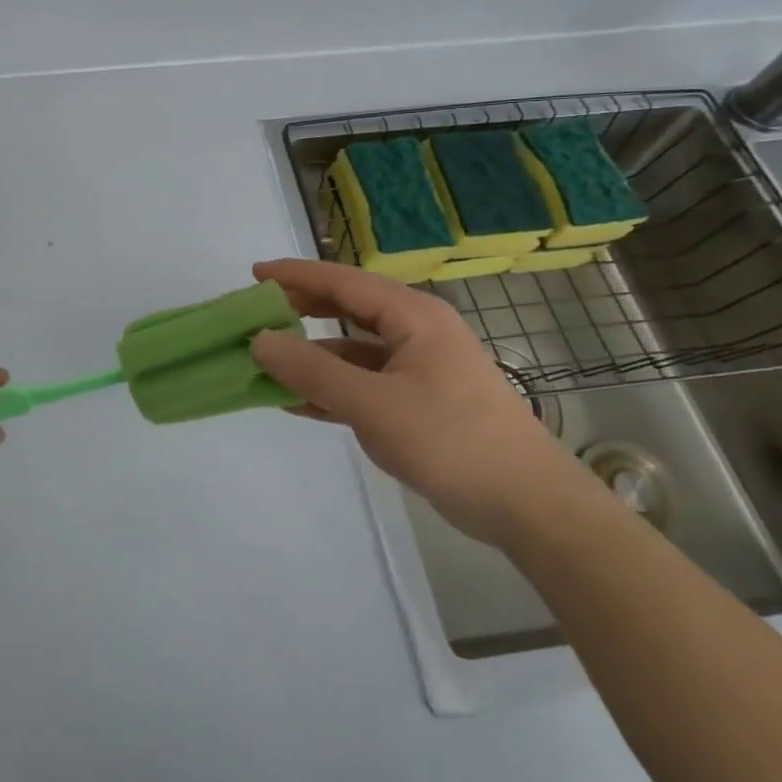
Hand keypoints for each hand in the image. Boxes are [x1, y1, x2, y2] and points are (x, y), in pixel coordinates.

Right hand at [249, 258, 593, 545]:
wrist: (529, 507)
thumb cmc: (451, 441)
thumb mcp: (373, 405)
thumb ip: (312, 371)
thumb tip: (259, 340)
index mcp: (413, 316)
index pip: (343, 281)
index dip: (296, 275)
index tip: (253, 274)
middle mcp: (416, 332)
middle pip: (348, 309)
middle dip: (302, 310)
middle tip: (258, 314)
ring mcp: (420, 368)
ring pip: (354, 350)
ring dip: (313, 356)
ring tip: (268, 361)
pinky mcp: (420, 402)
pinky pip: (365, 382)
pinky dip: (332, 388)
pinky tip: (297, 402)